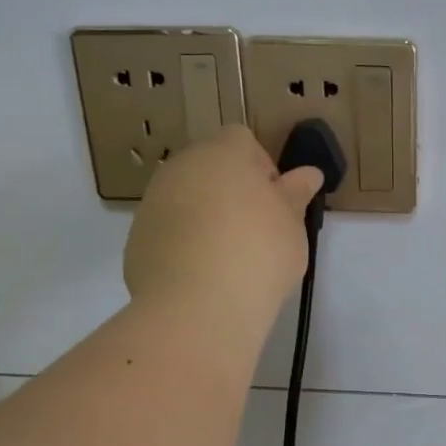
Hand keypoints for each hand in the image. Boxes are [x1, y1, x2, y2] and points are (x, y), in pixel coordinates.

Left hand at [123, 126, 322, 328]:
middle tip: (256, 229)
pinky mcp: (137, 238)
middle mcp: (181, 167)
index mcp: (223, 153)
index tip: (275, 202)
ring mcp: (152, 202)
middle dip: (231, 190)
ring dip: (206, 216)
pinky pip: (168, 231)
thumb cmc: (259, 252)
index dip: (261, 166)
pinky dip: (183, 244)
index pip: (242, 140)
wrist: (199, 306)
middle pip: (209, 167)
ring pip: (185, 198)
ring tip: (229, 256)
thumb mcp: (292, 223)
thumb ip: (296, 193)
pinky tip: (203, 274)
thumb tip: (308, 174)